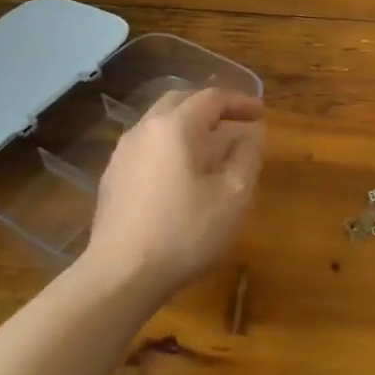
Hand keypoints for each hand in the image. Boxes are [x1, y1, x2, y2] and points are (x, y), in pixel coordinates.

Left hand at [87, 87, 264, 295]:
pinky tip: (182, 172)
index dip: (240, 102)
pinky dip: (171, 146)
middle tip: (237, 122)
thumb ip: (247, 156)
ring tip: (213, 147)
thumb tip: (250, 134)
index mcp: (175, 126)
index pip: (212, 98)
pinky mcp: (113, 178)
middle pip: (181, 102)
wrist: (121, 276)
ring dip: (190, 126)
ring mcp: (123, 153)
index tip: (261, 113)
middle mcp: (144, 129)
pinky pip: (148, 146)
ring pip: (161, 123)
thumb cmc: (185, 231)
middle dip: (212, 108)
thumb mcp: (233, 195)